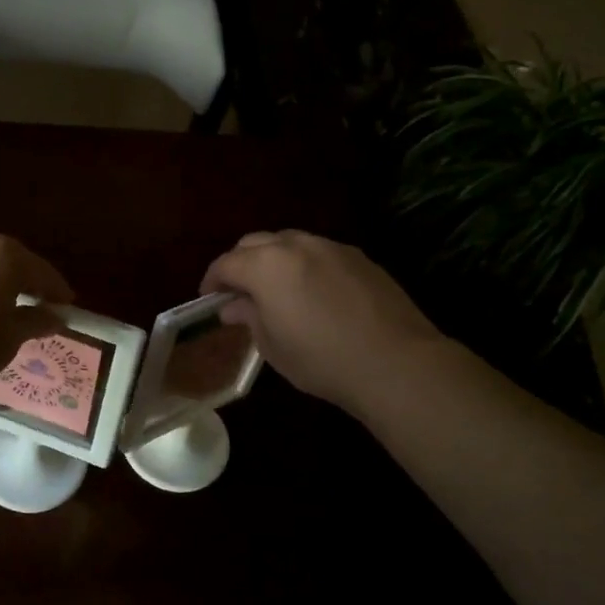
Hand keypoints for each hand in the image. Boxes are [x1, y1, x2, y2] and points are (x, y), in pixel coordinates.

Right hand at [201, 230, 441, 412]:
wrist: (395, 362)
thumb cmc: (322, 360)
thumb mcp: (273, 346)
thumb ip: (250, 317)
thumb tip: (235, 306)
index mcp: (266, 266)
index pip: (226, 263)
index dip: (212, 280)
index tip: (209, 299)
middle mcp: (296, 245)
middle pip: (255, 243)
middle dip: (240, 263)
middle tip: (239, 292)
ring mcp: (331, 247)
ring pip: (289, 242)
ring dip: (273, 259)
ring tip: (275, 289)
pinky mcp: (359, 257)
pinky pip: (319, 252)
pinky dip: (304, 264)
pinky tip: (313, 292)